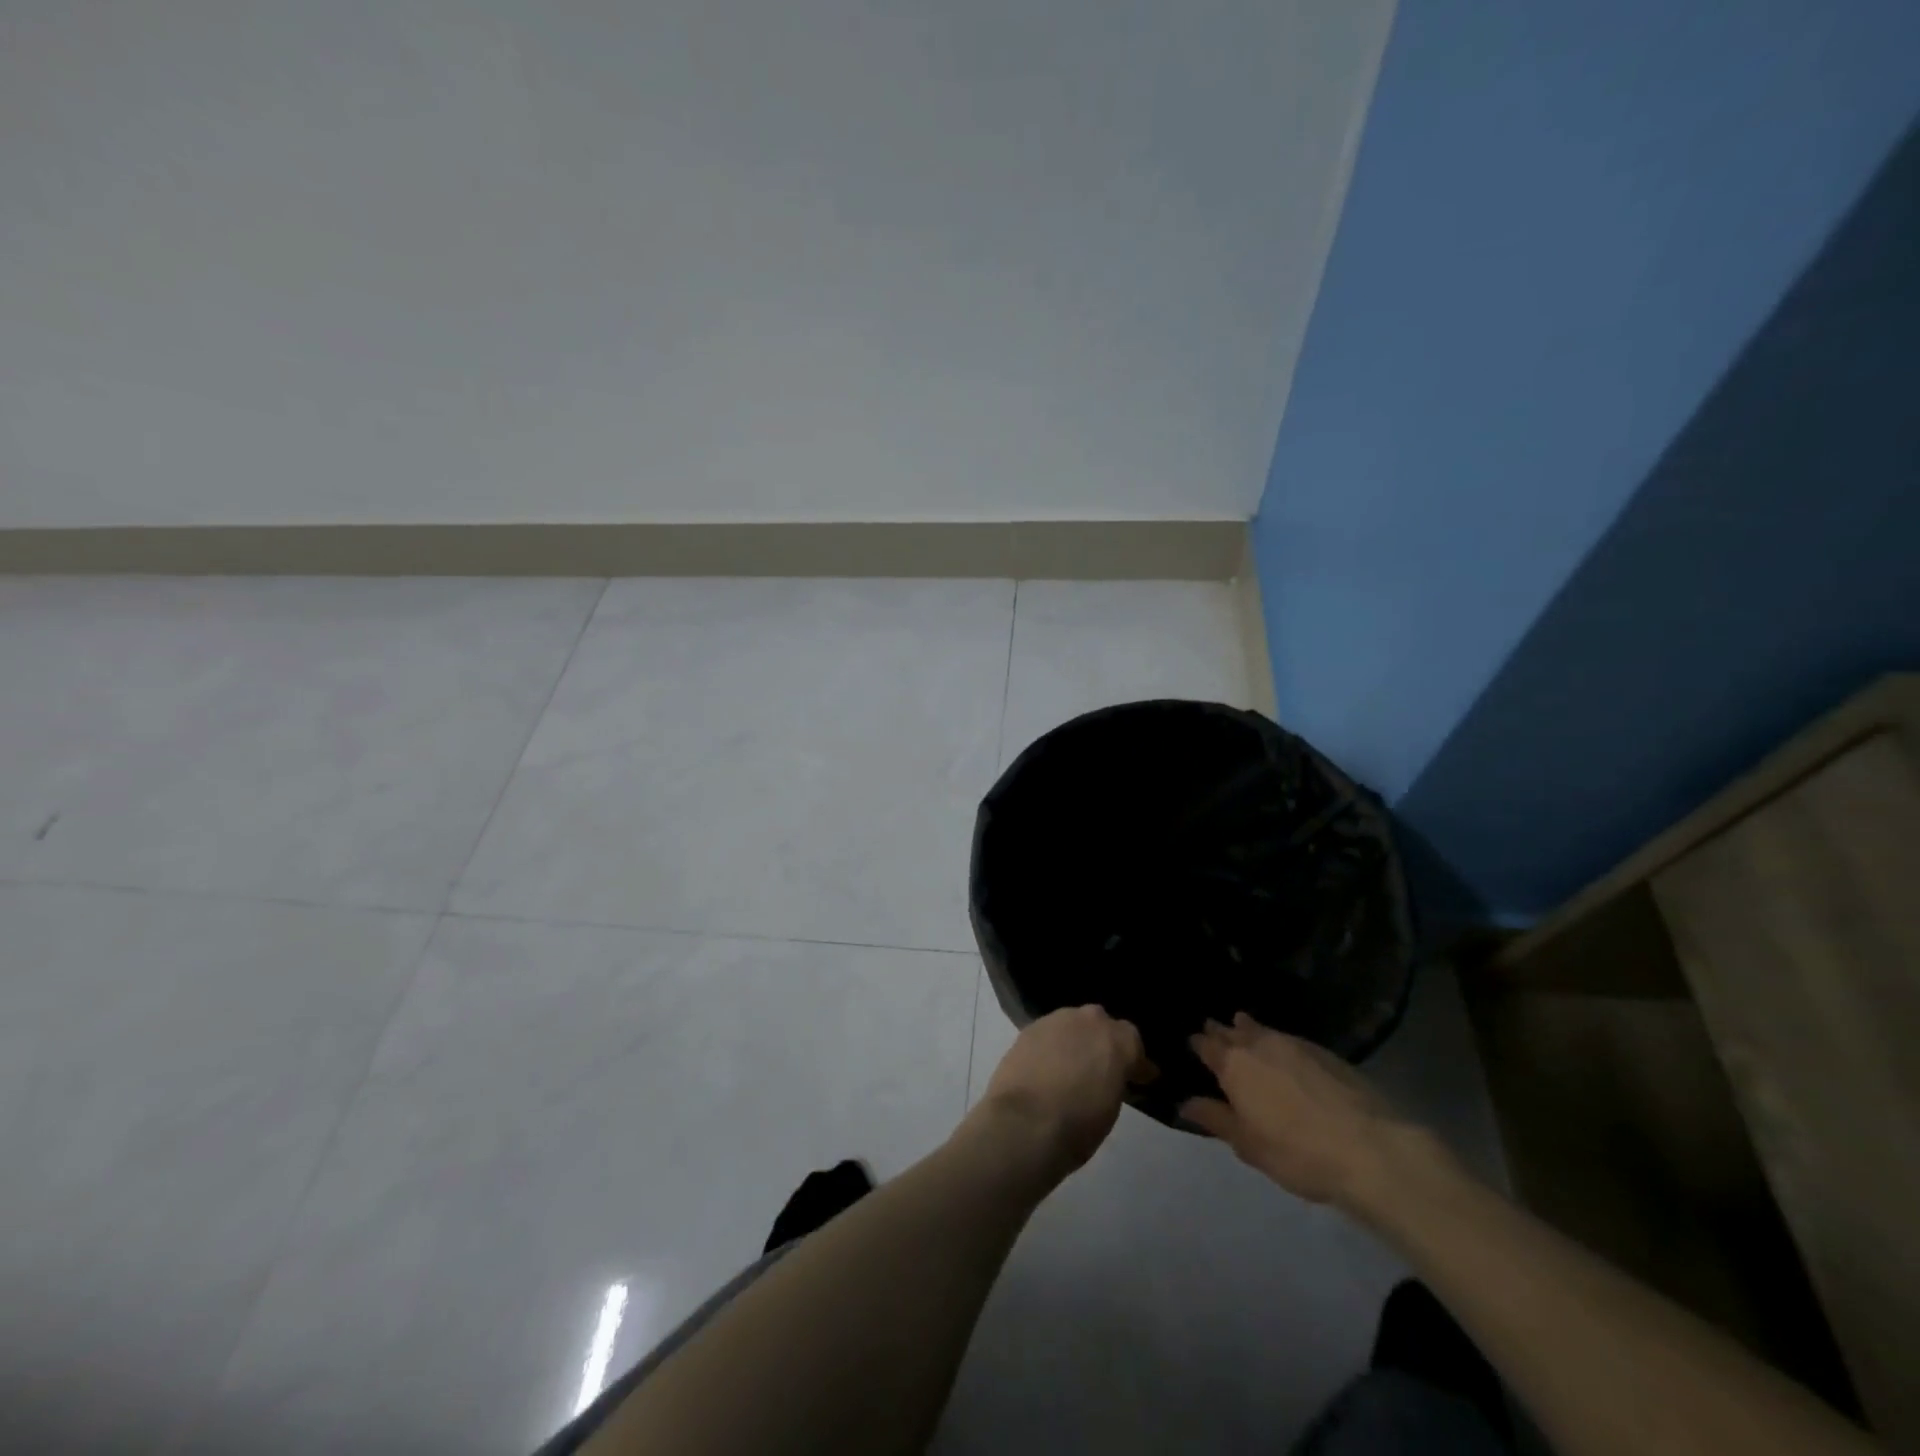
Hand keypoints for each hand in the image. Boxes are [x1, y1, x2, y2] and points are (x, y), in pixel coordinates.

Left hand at [971, 1005, 1152, 1181]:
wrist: (1025, 1123)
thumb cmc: (1078, 1125)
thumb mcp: (1111, 1108)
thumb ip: (1114, 1081)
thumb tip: (1110, 1078)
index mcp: (1118, 1040)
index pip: (1133, 1043)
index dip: (1134, 1062)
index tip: (1136, 1079)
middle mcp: (1089, 1020)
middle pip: (1101, 1024)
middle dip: (1102, 1042)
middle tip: (1100, 1068)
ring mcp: (1056, 1020)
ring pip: (1072, 1025)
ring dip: (1075, 1041)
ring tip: (1070, 1066)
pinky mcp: (1029, 1028)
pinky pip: (1048, 1034)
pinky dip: (1051, 1046)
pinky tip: (1046, 1066)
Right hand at [1180, 1013, 1410, 1206]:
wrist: (1369, 1148)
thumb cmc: (1296, 1151)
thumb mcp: (1247, 1144)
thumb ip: (1215, 1119)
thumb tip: (1185, 1103)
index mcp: (1233, 1064)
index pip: (1207, 1045)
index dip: (1198, 1044)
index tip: (1193, 1044)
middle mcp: (1259, 1043)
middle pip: (1232, 1030)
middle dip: (1221, 1031)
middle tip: (1214, 1032)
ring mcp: (1293, 1043)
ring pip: (1262, 1029)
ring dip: (1249, 1029)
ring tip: (1243, 1028)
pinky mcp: (1324, 1051)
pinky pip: (1289, 1038)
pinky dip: (1278, 1041)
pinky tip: (1283, 1053)